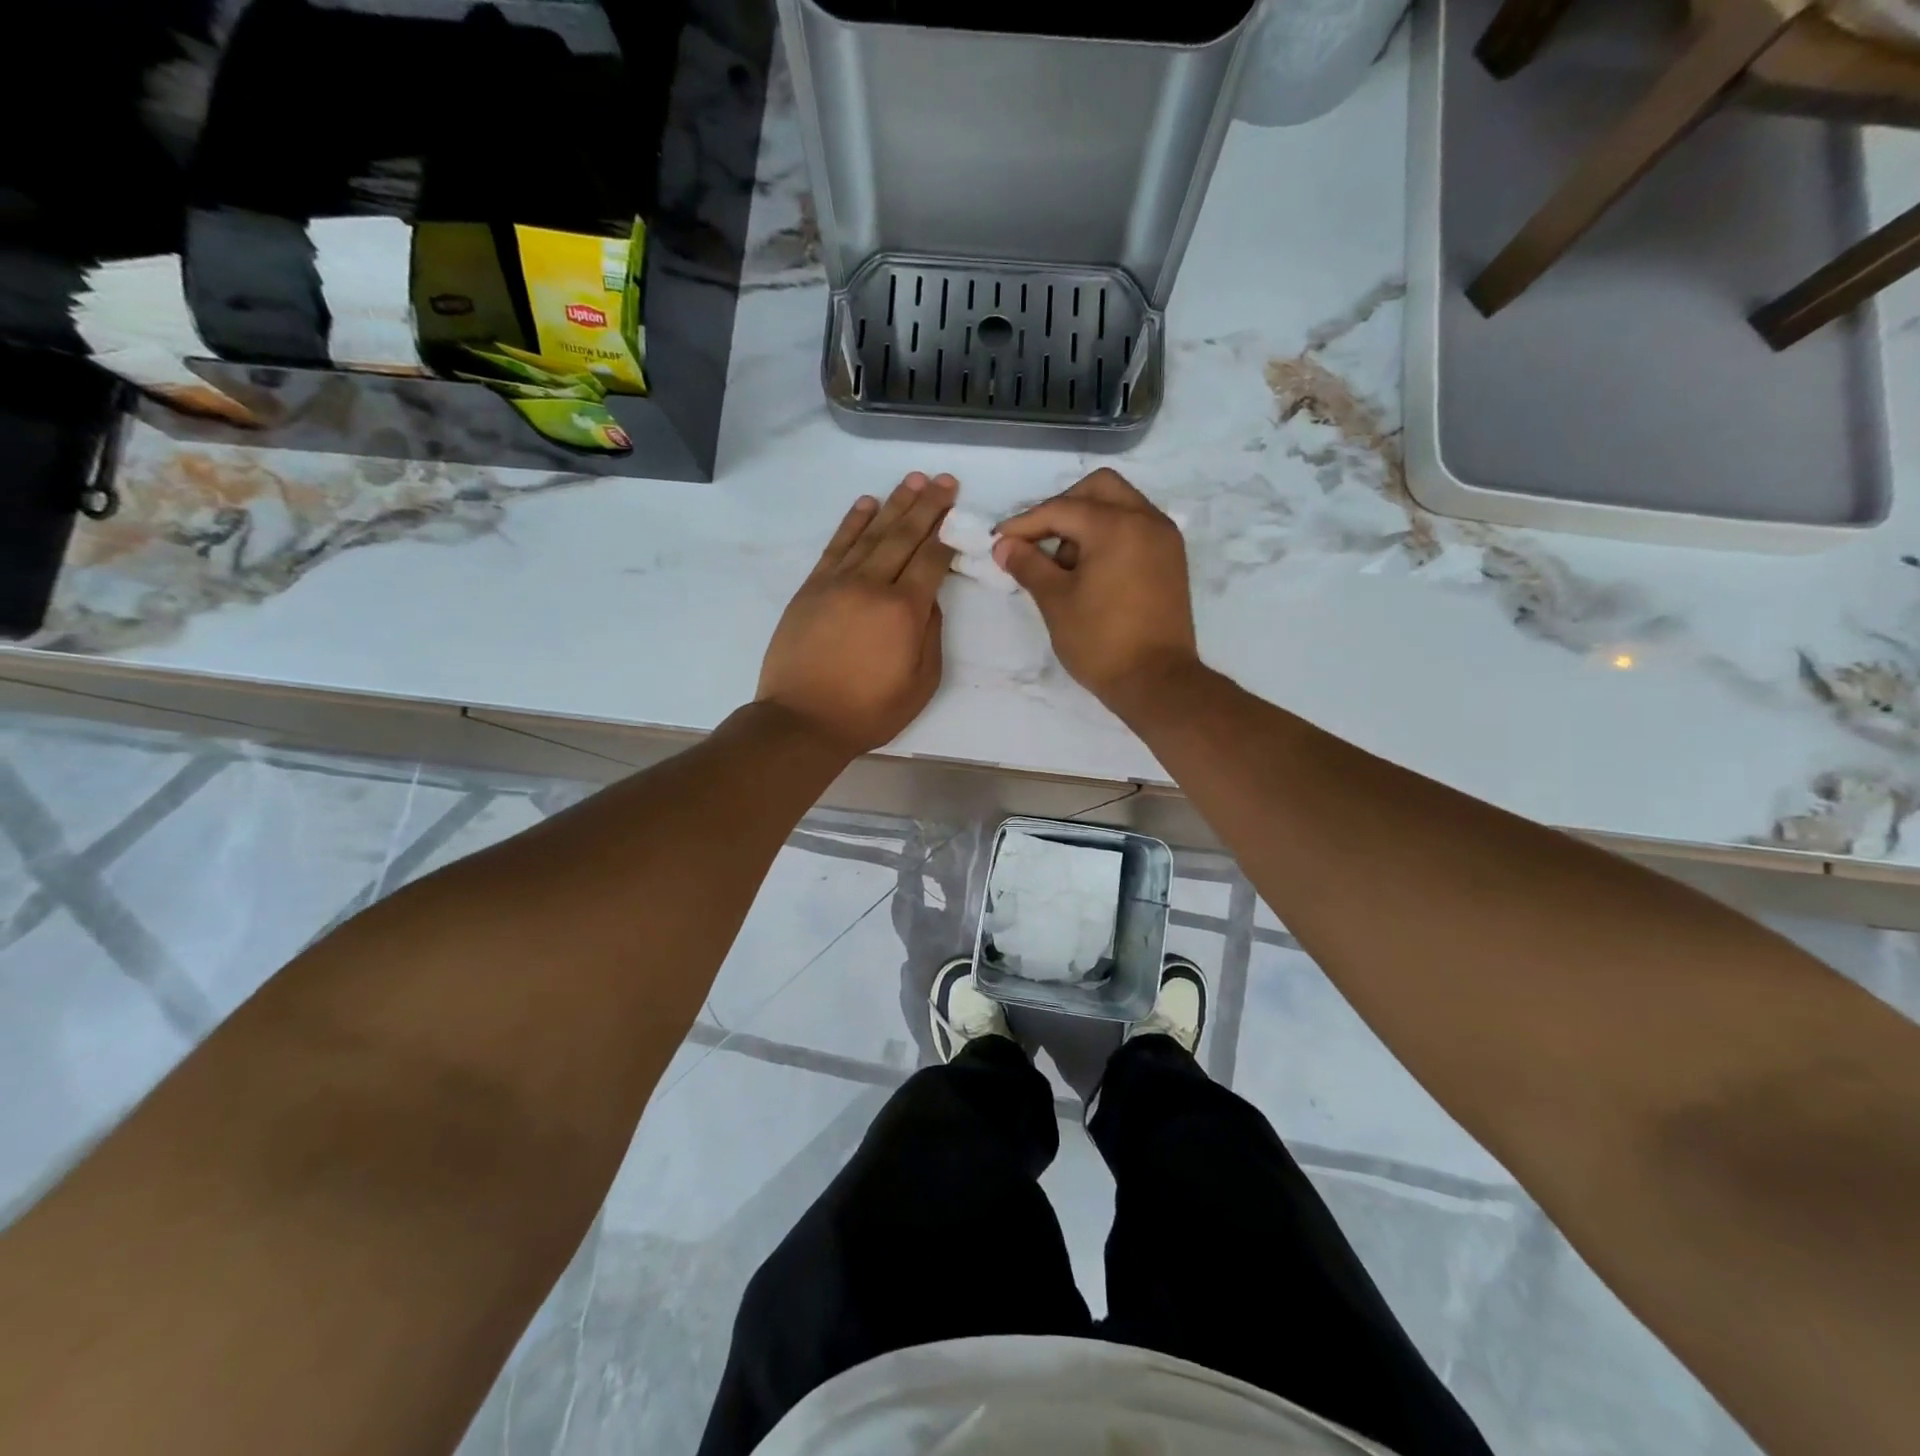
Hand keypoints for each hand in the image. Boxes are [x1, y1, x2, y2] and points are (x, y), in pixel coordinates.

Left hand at [757, 472, 955, 754]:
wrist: (802, 721)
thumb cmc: (868, 711)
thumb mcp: (920, 684)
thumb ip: (930, 636)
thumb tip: (929, 600)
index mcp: (903, 611)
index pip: (931, 560)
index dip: (947, 533)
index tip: (958, 510)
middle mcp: (871, 585)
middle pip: (904, 536)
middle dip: (927, 506)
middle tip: (944, 480)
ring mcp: (837, 582)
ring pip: (871, 534)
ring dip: (894, 504)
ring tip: (913, 479)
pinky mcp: (812, 588)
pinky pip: (836, 546)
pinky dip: (853, 522)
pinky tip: (867, 504)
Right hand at [993, 468, 1199, 712]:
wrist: (1156, 681)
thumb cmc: (1100, 641)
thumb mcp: (1055, 601)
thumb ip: (1028, 565)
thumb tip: (1004, 545)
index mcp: (1116, 526)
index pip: (1061, 509)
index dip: (1025, 523)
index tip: (999, 541)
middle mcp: (1147, 520)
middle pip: (1098, 489)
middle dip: (1063, 508)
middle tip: (1038, 541)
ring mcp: (1165, 539)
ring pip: (1120, 505)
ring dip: (1088, 521)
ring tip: (1064, 565)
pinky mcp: (1171, 559)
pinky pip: (1136, 528)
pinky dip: (1111, 535)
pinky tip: (1091, 570)